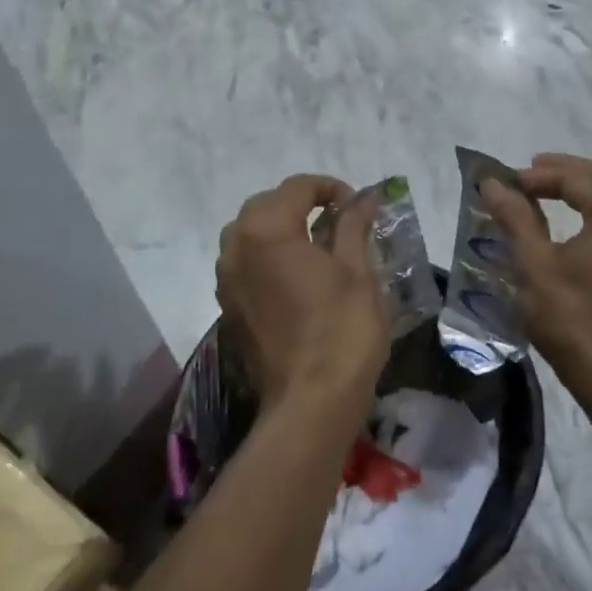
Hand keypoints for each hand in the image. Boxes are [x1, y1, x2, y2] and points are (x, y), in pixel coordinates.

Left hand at [216, 176, 388, 416]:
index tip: (358, 206)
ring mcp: (226, 278)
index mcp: (266, 230)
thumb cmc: (342, 330)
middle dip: (301, 204)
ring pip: (249, 232)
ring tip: (317, 245)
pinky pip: (244, 262)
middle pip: (266, 205)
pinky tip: (297, 274)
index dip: (331, 188)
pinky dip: (267, 255)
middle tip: (338, 221)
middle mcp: (236, 247)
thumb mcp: (357, 271)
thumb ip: (353, 226)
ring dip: (280, 228)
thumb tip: (364, 198)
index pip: (297, 187)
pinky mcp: (228, 305)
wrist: (310, 402)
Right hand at [482, 154, 591, 419]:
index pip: (576, 179)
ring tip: (546, 190)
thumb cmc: (572, 317)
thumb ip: (515, 217)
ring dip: (581, 188)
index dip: (538, 177)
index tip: (506, 183)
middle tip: (528, 173)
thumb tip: (493, 184)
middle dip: (564, 172)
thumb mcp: (535, 264)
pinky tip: (573, 221)